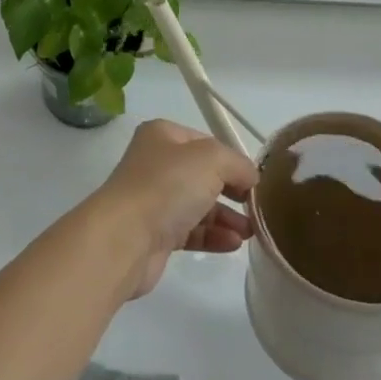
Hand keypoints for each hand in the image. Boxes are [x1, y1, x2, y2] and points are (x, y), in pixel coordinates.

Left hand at [93, 119, 256, 298]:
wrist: (125, 237)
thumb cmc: (167, 186)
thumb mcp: (211, 160)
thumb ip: (237, 163)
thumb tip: (251, 176)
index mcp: (163, 136)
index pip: (205, 142)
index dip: (231, 159)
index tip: (255, 180)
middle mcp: (156, 164)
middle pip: (203, 174)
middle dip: (232, 190)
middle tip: (256, 207)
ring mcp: (154, 200)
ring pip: (199, 205)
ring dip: (227, 217)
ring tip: (251, 232)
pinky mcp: (156, 234)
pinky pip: (191, 231)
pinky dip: (213, 235)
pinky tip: (233, 244)